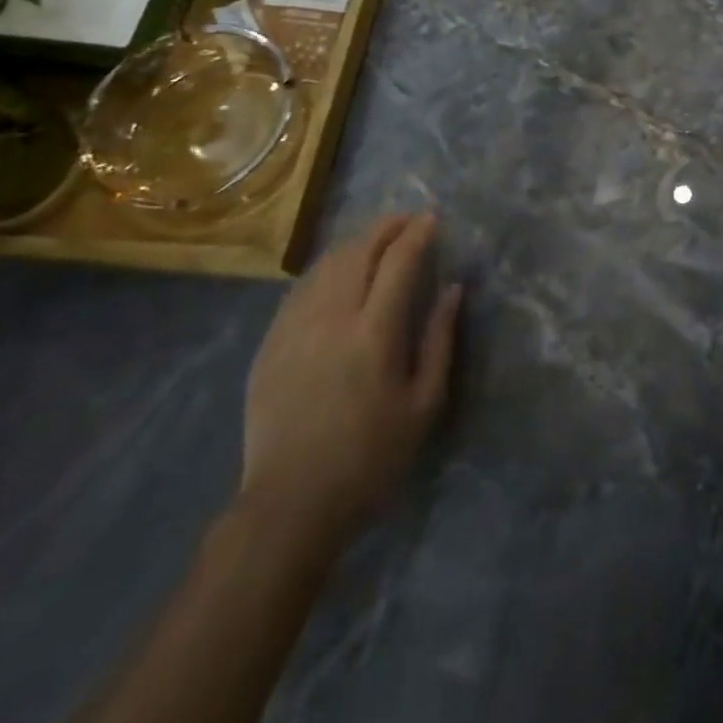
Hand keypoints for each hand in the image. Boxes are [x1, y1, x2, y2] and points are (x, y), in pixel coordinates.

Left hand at [240, 214, 462, 541]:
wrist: (290, 503)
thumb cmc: (370, 457)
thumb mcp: (424, 404)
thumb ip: (440, 340)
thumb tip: (453, 289)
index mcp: (374, 334)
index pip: (398, 262)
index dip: (417, 233)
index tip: (432, 218)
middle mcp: (331, 319)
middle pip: (358, 252)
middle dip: (385, 227)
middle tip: (406, 220)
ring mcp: (293, 329)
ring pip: (325, 265)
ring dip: (355, 243)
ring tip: (376, 240)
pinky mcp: (269, 344)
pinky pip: (300, 289)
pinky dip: (325, 269)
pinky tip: (336, 273)